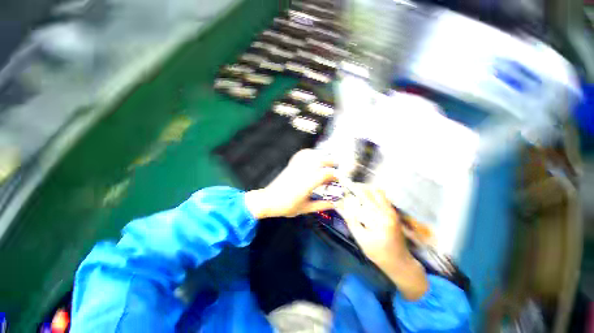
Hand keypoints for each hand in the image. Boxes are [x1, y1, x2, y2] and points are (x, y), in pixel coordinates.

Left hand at [245, 149, 336, 218]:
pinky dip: (310, 153)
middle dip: (332, 162)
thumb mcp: (306, 208)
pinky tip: (313, 156)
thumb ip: (321, 205)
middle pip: (321, 160)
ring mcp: (297, 167)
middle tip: (336, 169)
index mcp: (308, 184)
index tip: (339, 180)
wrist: (269, 200)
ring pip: (312, 155)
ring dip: (322, 156)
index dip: (335, 175)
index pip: (326, 174)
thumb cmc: (286, 206)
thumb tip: (334, 204)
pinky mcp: (291, 165)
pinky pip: (302, 154)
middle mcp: (303, 172)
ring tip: (326, 162)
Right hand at [337, 186, 427, 299]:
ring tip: (355, 193)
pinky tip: (364, 199)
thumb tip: (340, 206)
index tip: (343, 189)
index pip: (363, 198)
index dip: (351, 191)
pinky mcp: (393, 212)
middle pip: (371, 190)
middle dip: (358, 188)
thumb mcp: (361, 239)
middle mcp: (387, 211)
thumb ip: (350, 220)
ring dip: (365, 190)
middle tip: (347, 190)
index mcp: (379, 218)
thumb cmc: (378, 253)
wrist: (400, 262)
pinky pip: (382, 197)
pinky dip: (372, 194)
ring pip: (378, 191)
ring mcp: (392, 211)